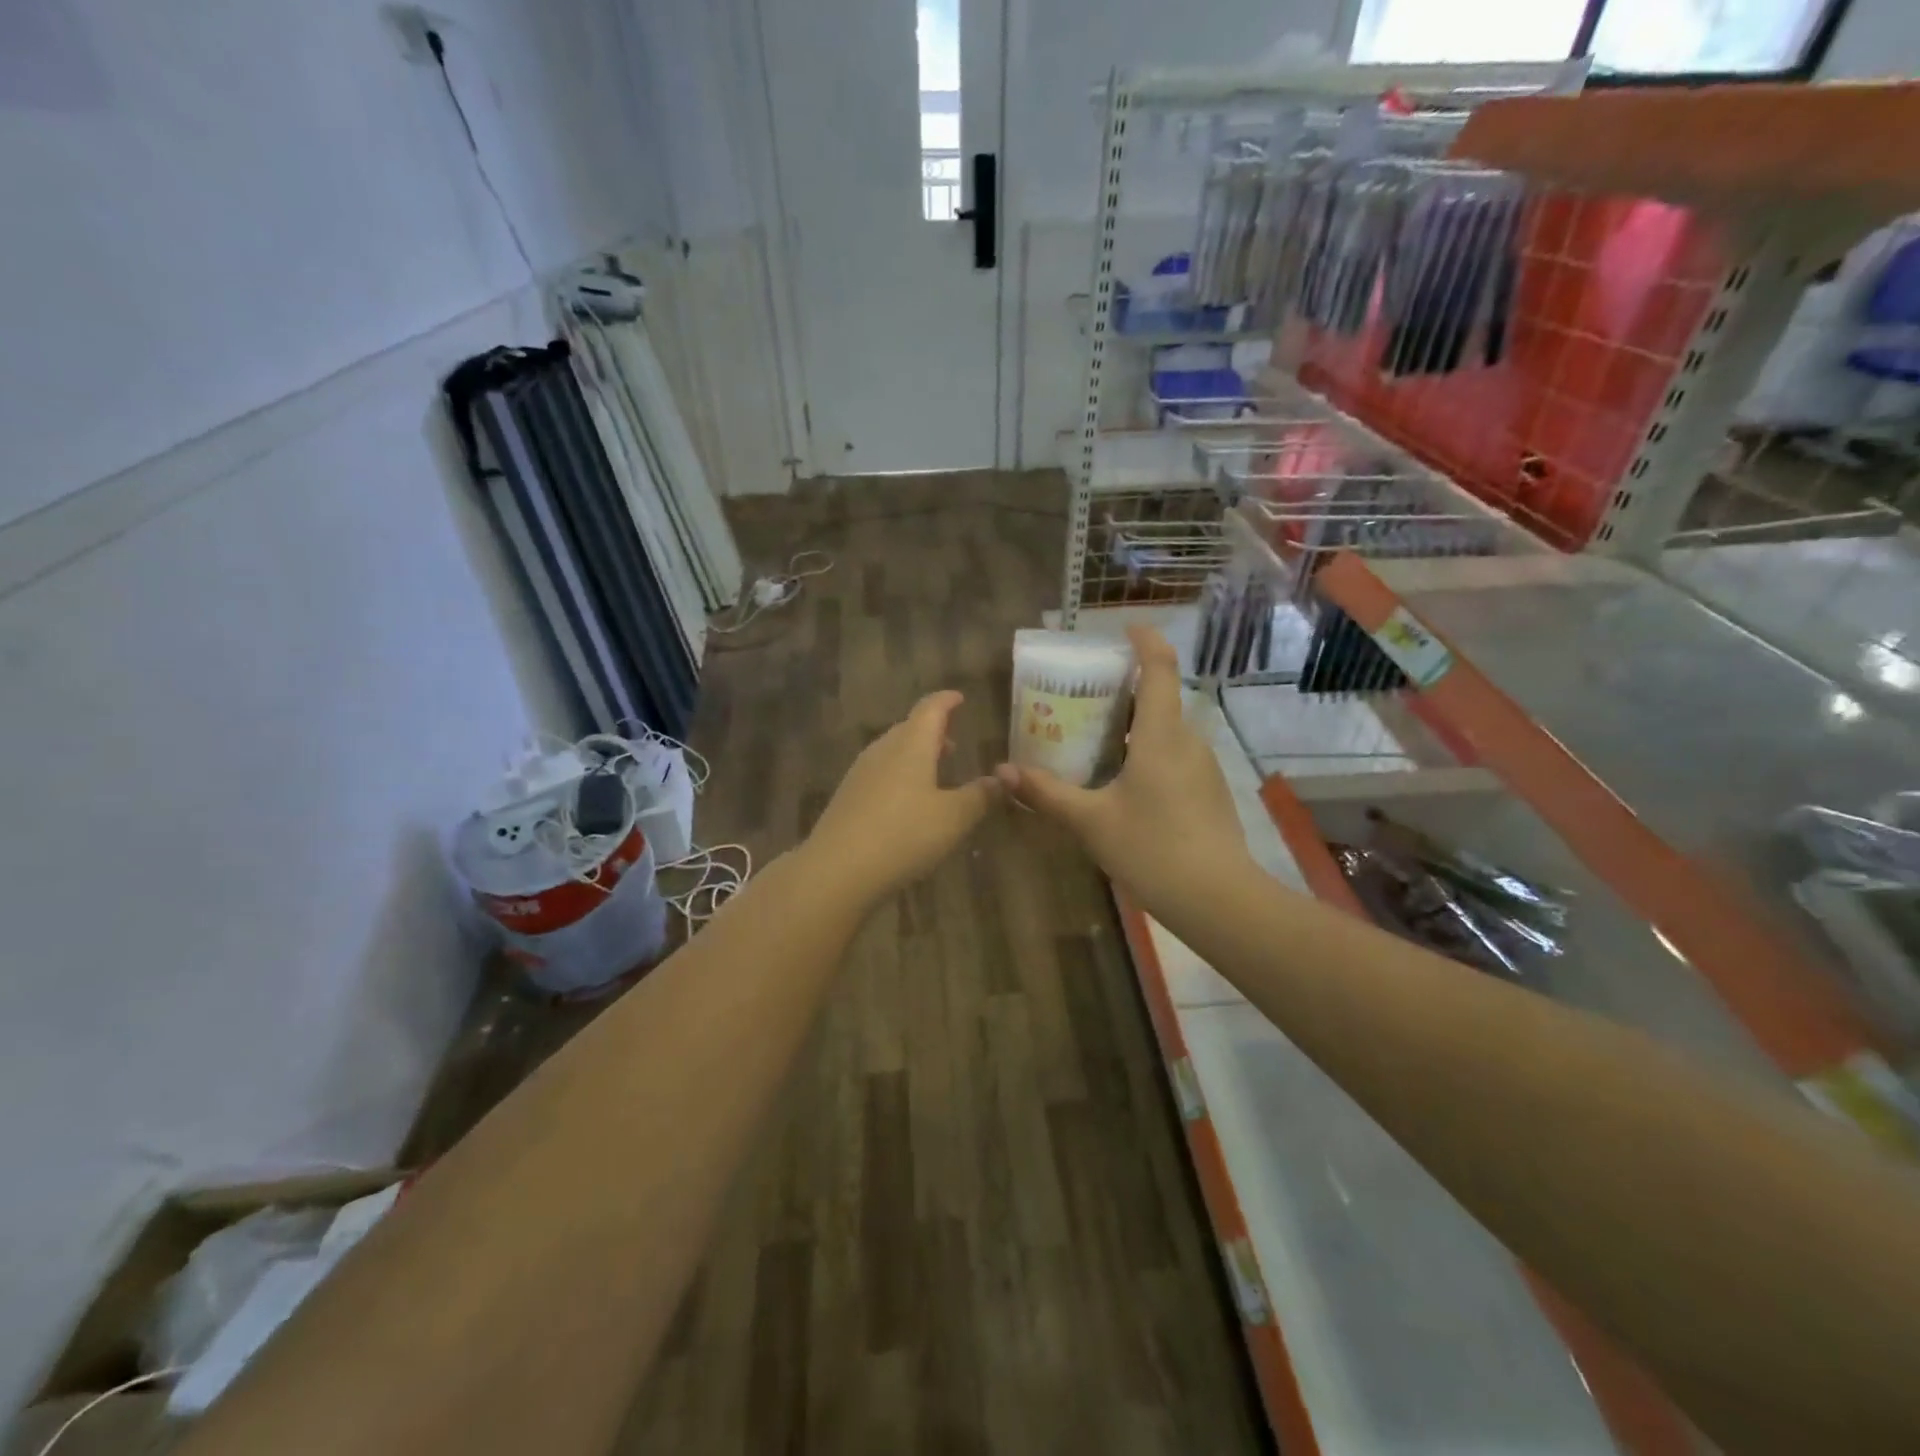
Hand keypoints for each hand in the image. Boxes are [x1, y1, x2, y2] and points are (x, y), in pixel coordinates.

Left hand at [805, 690, 998, 906]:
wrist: (837, 870)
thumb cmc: (904, 835)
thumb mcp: (954, 818)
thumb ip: (980, 795)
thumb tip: (1001, 778)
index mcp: (911, 745)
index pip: (930, 709)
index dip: (946, 701)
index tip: (959, 698)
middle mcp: (883, 750)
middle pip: (909, 729)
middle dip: (932, 731)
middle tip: (953, 740)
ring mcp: (861, 774)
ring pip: (892, 752)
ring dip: (915, 754)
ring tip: (935, 769)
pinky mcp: (848, 798)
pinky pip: (880, 774)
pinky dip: (900, 775)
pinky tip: (908, 800)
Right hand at [996, 627, 1249, 914]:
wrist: (1218, 899)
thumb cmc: (1152, 849)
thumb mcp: (1090, 821)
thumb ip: (1046, 792)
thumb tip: (1002, 770)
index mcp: (1160, 735)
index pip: (1160, 668)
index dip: (1146, 641)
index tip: (1126, 628)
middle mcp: (1187, 740)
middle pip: (1159, 699)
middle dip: (1126, 690)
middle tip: (1086, 697)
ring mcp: (1203, 767)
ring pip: (1167, 731)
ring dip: (1136, 726)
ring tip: (1097, 740)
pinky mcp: (1209, 792)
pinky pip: (1175, 756)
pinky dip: (1149, 753)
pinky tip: (1125, 783)